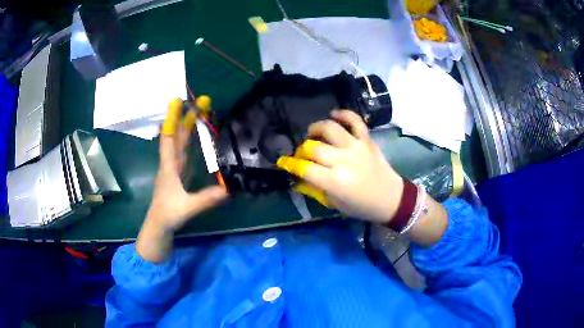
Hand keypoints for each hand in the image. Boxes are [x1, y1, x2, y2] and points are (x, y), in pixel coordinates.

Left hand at [146, 98, 227, 231]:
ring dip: (186, 128)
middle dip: (185, 119)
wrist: (159, 225)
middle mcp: (170, 164)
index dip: (172, 120)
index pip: (169, 139)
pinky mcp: (176, 175)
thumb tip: (227, 190)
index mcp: (169, 168)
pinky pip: (181, 153)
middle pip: (177, 138)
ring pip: (179, 144)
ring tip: (194, 114)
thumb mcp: (188, 207)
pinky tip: (190, 137)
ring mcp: (172, 169)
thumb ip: (205, 199)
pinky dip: (185, 142)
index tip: (176, 102)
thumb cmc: (169, 214)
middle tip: (196, 103)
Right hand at [277, 110, 403, 223]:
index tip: (284, 162)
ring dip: (316, 129)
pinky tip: (334, 115)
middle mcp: (343, 161)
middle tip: (303, 154)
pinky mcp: (367, 139)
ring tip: (313, 133)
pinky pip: (354, 120)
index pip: (305, 168)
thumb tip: (299, 176)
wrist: (391, 198)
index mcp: (335, 181)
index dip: (291, 164)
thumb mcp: (334, 203)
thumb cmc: (361, 206)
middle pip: (313, 147)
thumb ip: (316, 187)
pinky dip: (343, 114)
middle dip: (302, 150)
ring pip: (330, 128)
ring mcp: (356, 147)